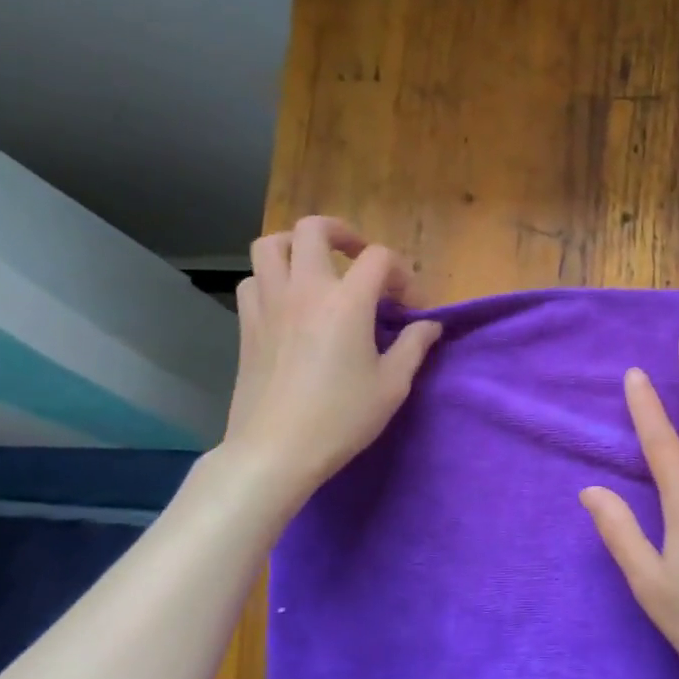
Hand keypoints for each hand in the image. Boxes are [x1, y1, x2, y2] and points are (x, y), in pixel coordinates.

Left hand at [220, 216, 441, 502]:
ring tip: (317, 269)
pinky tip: (288, 303)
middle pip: (314, 229)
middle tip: (358, 258)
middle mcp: (304, 290)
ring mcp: (269, 304)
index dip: (401, 274)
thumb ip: (414, 346)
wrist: (276, 450)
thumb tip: (430, 324)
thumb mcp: (392, 385)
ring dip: (298, 246)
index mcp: (346, 302)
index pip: (379, 257)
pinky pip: (253, 280)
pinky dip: (272, 279)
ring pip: (271, 245)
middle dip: (342, 233)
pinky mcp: (247, 325)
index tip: (409, 307)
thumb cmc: (341, 418)